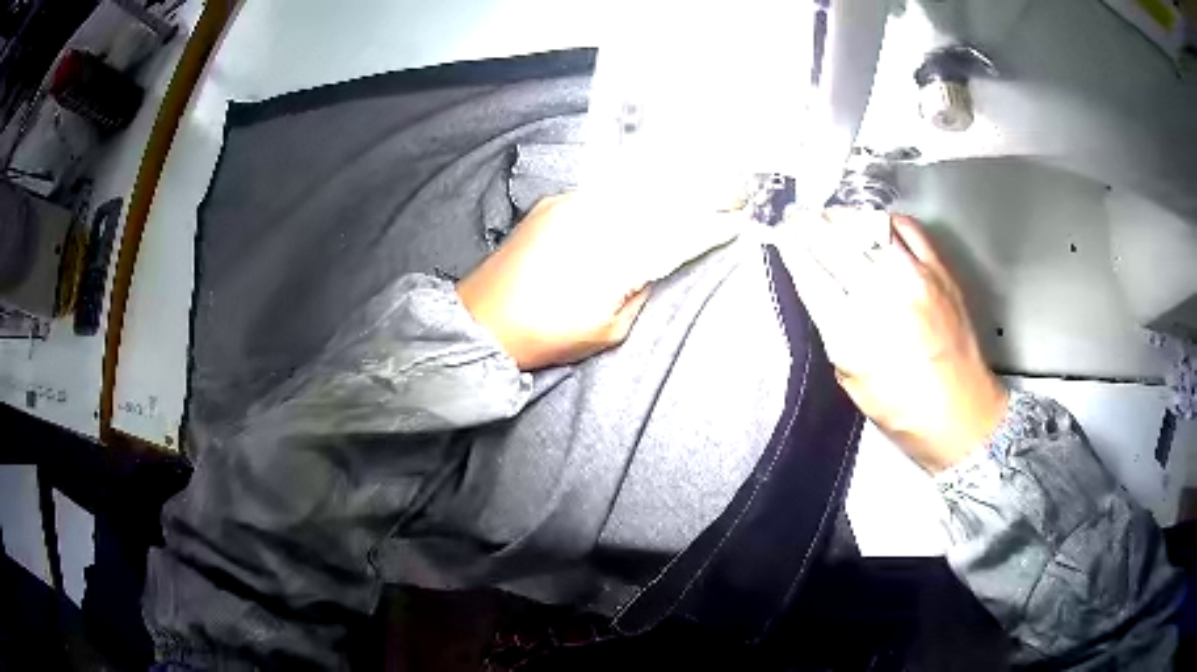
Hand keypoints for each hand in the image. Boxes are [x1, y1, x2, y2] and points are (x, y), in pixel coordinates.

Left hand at [457, 193, 738, 370]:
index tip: (734, 219)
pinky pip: (602, 192)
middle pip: (657, 199)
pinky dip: (628, 194)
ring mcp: (571, 205)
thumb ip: (638, 291)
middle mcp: (595, 218)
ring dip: (662, 190)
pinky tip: (640, 197)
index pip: (674, 232)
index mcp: (614, 254)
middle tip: (725, 191)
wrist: (480, 321)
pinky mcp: (552, 204)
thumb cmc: (544, 336)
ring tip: (692, 187)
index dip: (707, 225)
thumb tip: (654, 265)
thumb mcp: (607, 330)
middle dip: (694, 195)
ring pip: (630, 190)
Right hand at [778, 209, 1006, 472]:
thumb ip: (834, 333)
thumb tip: (821, 293)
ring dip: (843, 218)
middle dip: (809, 226)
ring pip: (869, 229)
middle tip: (797, 217)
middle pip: (835, 245)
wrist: (962, 414)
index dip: (791, 251)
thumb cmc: (903, 412)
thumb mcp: (852, 382)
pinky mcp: (940, 272)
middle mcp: (882, 298)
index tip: (780, 236)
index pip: (811, 276)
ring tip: (829, 215)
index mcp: (853, 334)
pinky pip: (909, 229)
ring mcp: (915, 279)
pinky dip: (887, 221)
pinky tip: (875, 223)